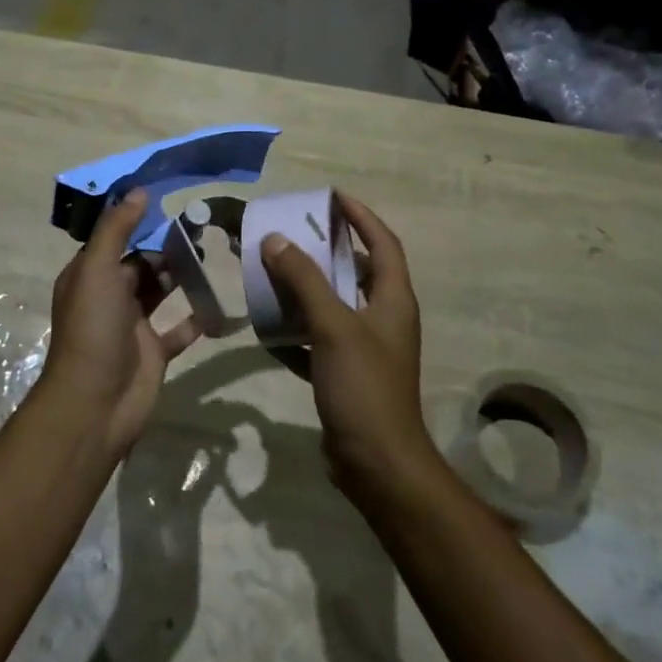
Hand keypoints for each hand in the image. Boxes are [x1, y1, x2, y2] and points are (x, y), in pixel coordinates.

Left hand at [42, 190, 200, 457]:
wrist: (95, 404)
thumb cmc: (93, 329)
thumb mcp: (97, 270)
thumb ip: (116, 230)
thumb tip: (138, 191)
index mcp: (90, 276)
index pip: (115, 240)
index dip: (140, 222)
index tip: (173, 203)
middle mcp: (110, 297)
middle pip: (141, 264)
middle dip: (167, 249)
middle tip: (203, 231)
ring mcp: (133, 326)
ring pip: (160, 292)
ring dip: (182, 277)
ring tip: (212, 257)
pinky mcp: (154, 352)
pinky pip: (179, 329)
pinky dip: (197, 318)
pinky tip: (219, 304)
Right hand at [261, 193, 442, 500]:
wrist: (377, 465)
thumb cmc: (363, 386)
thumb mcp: (332, 326)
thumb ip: (304, 281)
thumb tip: (276, 240)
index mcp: (393, 300)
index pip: (383, 243)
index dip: (361, 216)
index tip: (332, 196)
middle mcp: (384, 319)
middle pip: (358, 271)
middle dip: (327, 249)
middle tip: (293, 233)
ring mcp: (366, 349)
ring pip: (335, 305)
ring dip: (307, 290)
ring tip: (274, 273)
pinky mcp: (347, 375)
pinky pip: (319, 340)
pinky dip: (297, 332)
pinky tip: (268, 330)